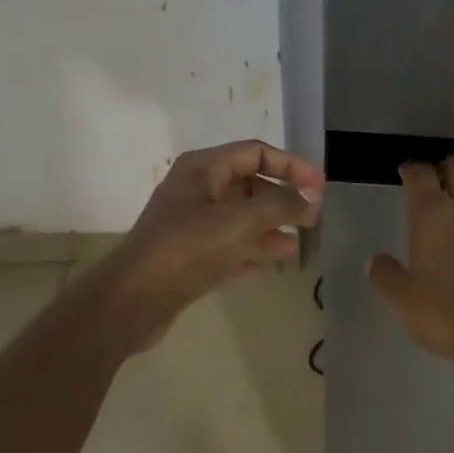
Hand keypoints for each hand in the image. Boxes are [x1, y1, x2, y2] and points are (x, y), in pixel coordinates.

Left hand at [93, 139, 322, 351]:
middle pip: (249, 185)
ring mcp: (190, 225)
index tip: (320, 186)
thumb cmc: (187, 249)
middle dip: (282, 200)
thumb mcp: (239, 222)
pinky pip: (228, 247)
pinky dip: (250, 253)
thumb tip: (310, 202)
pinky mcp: (189, 257)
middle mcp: (196, 191)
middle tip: (312, 218)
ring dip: (270, 228)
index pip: (255, 153)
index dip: (291, 165)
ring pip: (240, 219)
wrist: (134, 300)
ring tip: (297, 245)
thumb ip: (279, 207)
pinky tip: (270, 267)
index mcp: (202, 169)